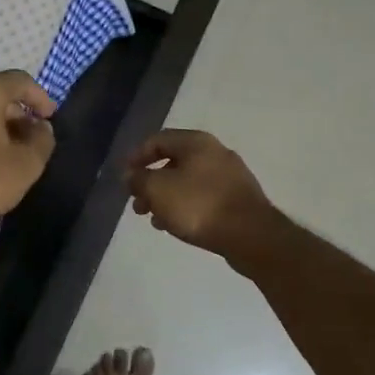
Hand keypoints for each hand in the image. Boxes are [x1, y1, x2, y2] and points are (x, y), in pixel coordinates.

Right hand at [124, 130, 277, 262]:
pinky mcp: (237, 199)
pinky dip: (185, 207)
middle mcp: (215, 153)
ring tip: (153, 219)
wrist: (250, 234)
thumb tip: (131, 175)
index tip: (124, 176)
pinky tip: (175, 226)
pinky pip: (203, 197)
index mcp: (197, 142)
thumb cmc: (199, 206)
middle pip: (174, 162)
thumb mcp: (158, 190)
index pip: (158, 140)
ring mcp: (230, 176)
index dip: (137, 156)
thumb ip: (139, 180)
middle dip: (151, 182)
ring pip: (188, 182)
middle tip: (137, 204)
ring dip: (166, 198)